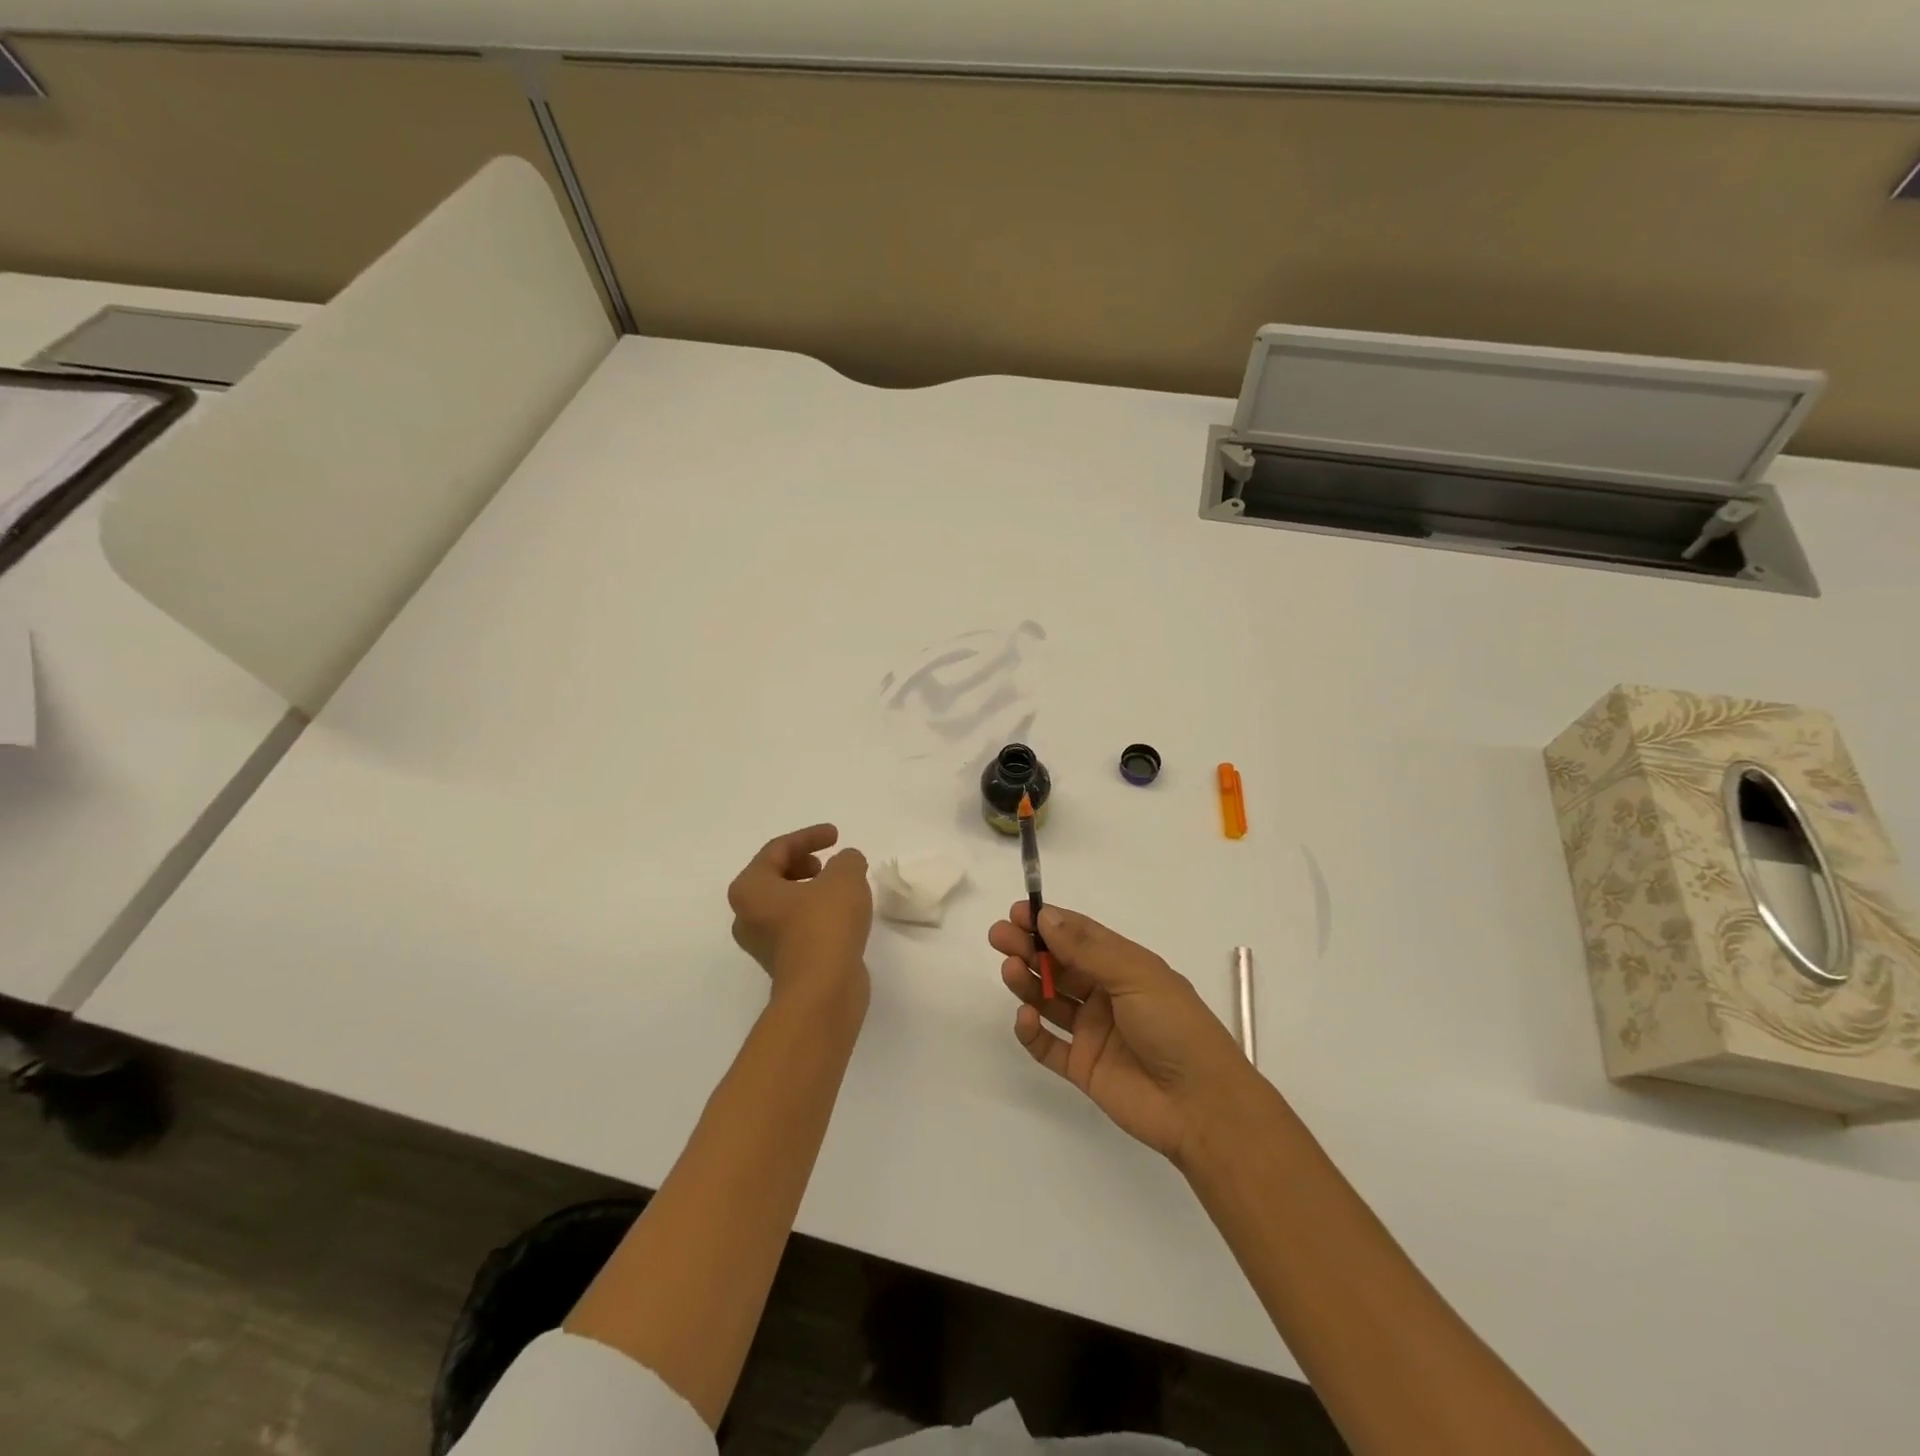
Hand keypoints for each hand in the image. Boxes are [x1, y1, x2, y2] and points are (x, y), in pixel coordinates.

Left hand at [728, 825, 871, 1007]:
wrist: (823, 991)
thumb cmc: (825, 924)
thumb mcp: (844, 877)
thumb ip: (847, 860)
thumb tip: (847, 862)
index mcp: (750, 889)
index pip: (777, 850)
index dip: (809, 837)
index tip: (837, 836)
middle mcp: (747, 916)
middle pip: (775, 877)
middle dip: (804, 864)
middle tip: (829, 863)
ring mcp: (763, 944)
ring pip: (786, 905)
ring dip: (811, 891)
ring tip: (841, 888)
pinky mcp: (783, 964)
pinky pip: (797, 927)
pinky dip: (816, 914)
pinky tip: (842, 916)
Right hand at [991, 902, 1254, 1162]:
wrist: (1203, 1106)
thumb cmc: (1175, 1026)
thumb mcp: (1135, 975)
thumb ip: (1087, 948)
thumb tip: (1045, 915)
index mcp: (1125, 966)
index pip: (1080, 936)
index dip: (1049, 922)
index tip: (1018, 912)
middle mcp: (1106, 995)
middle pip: (1059, 965)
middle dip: (1029, 948)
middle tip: (1000, 937)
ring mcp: (1093, 1032)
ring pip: (1050, 1000)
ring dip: (1028, 982)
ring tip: (1009, 971)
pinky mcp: (1083, 1068)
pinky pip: (1048, 1046)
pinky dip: (1032, 1031)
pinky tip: (1026, 1017)